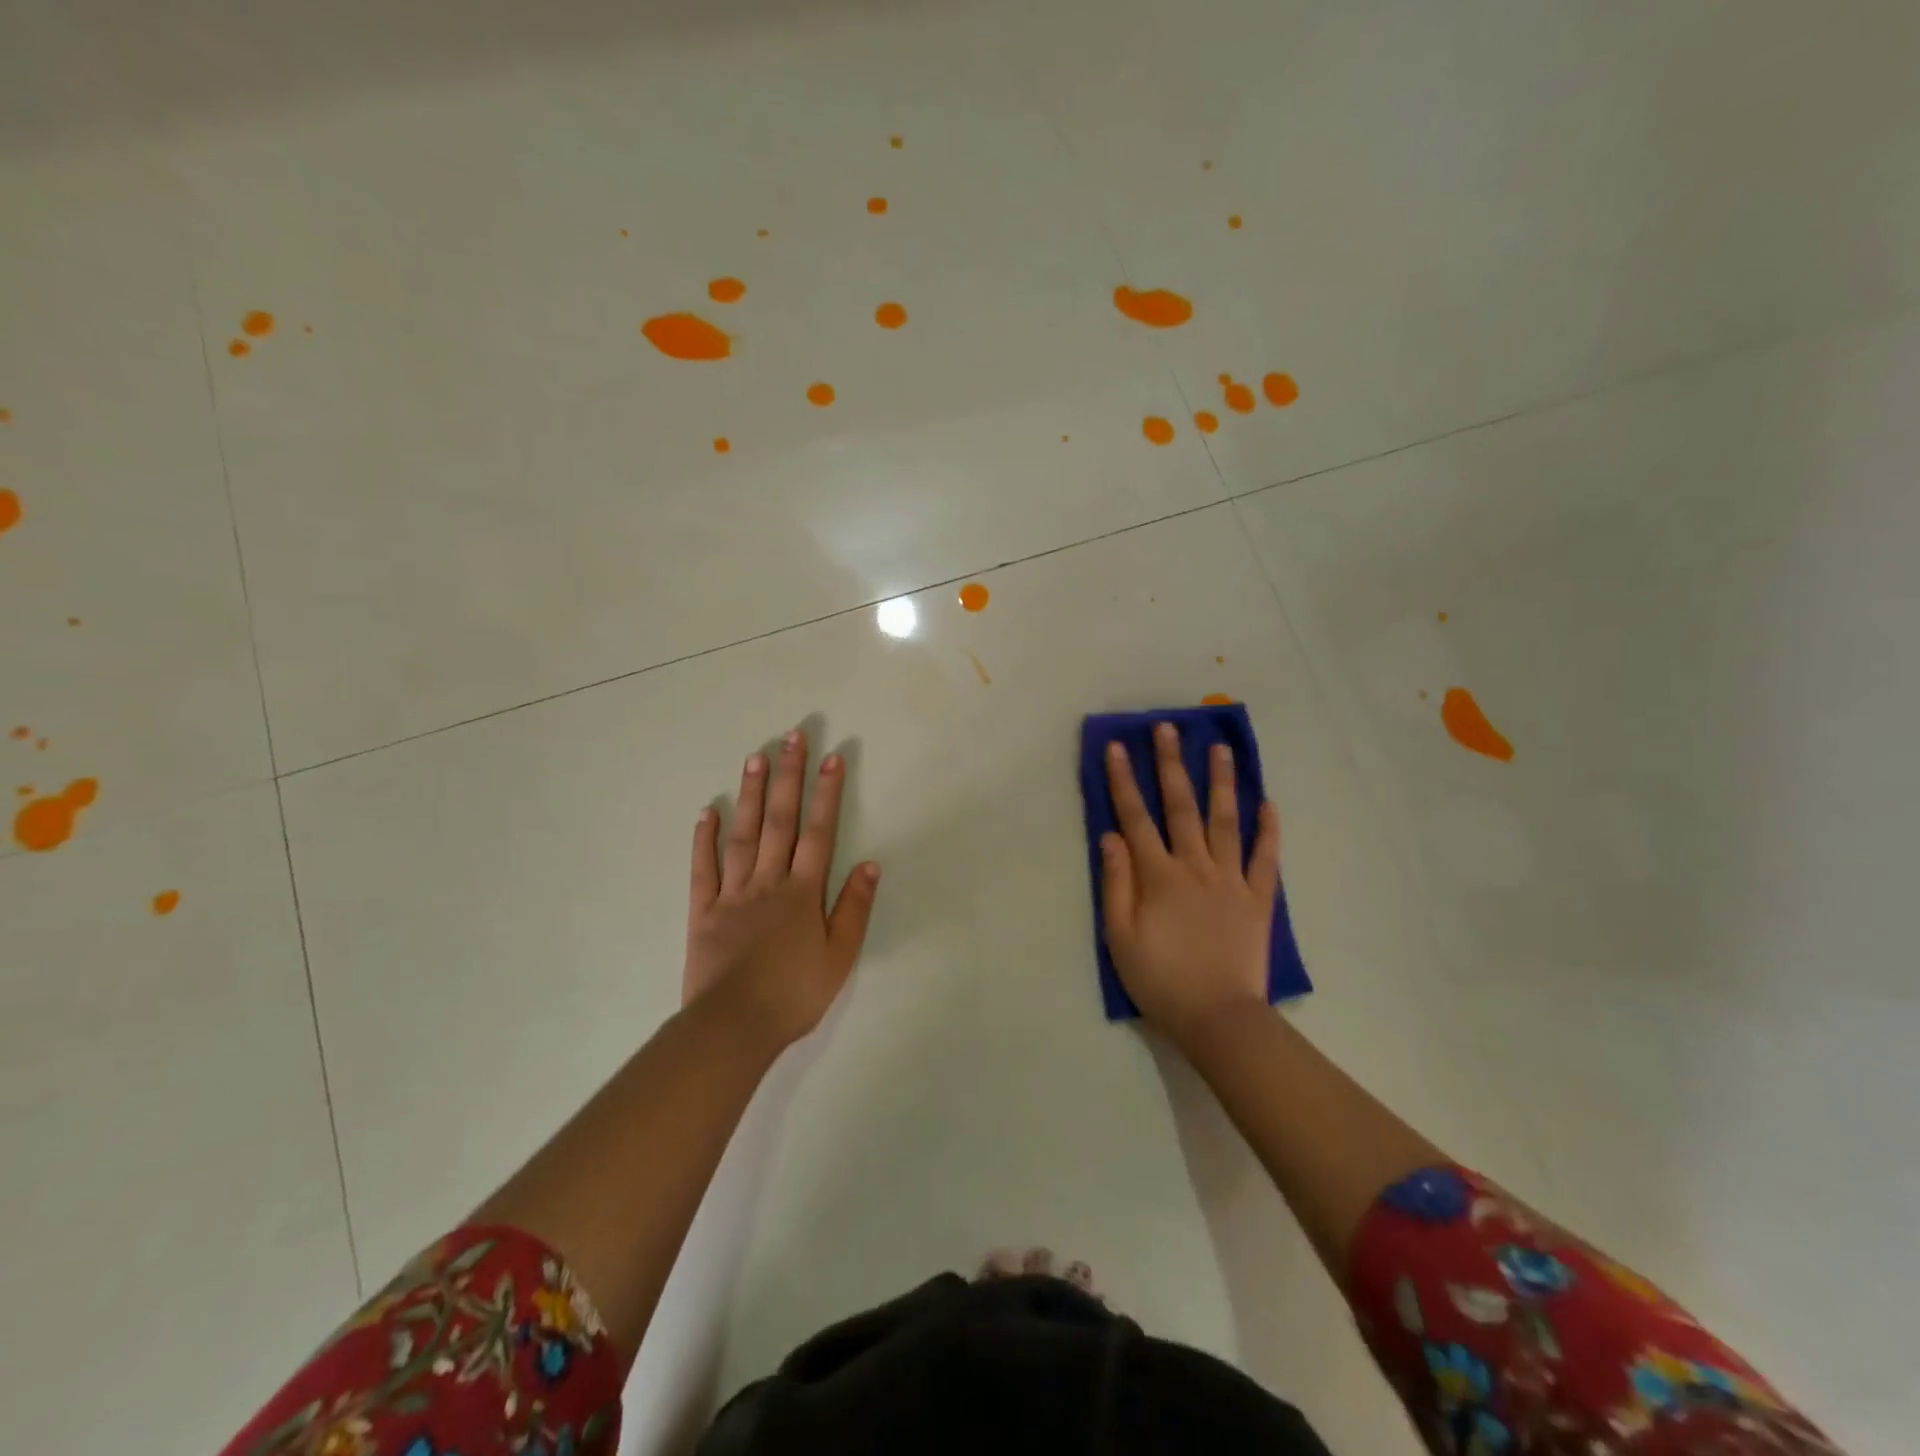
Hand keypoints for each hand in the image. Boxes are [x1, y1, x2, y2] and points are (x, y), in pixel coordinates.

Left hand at [685, 729, 880, 1048]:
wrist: (734, 1027)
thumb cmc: (794, 994)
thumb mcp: (839, 956)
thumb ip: (854, 908)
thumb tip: (870, 864)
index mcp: (803, 892)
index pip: (819, 833)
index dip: (827, 794)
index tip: (832, 758)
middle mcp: (768, 881)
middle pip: (780, 821)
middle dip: (788, 777)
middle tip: (791, 737)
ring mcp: (732, 893)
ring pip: (742, 835)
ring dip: (749, 795)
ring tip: (754, 758)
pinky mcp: (703, 910)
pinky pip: (704, 868)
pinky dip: (705, 839)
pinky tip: (707, 811)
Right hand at [1100, 723, 1280, 1051]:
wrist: (1219, 1018)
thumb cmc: (1160, 980)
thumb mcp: (1119, 938)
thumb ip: (1116, 884)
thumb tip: (1111, 836)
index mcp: (1159, 876)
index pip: (1135, 818)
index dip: (1124, 781)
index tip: (1118, 747)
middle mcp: (1195, 866)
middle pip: (1181, 806)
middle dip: (1172, 764)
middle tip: (1168, 729)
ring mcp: (1231, 880)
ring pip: (1225, 821)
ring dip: (1221, 782)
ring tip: (1220, 748)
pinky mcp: (1258, 899)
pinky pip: (1266, 858)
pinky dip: (1268, 830)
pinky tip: (1267, 802)